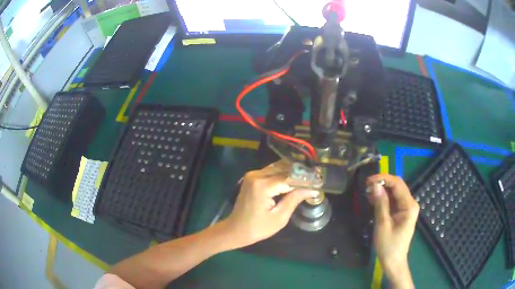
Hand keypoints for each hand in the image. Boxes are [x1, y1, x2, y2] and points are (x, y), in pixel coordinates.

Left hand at [220, 161, 317, 249]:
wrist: (235, 230)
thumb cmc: (257, 228)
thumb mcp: (279, 217)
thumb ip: (294, 199)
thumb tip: (312, 189)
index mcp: (262, 185)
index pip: (289, 177)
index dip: (305, 179)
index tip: (319, 181)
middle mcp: (256, 175)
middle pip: (283, 169)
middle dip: (300, 173)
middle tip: (315, 178)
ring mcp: (252, 175)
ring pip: (277, 168)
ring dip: (292, 172)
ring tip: (307, 178)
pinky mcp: (252, 177)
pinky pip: (271, 172)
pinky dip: (283, 174)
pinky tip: (294, 180)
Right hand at [367, 174, 418, 288]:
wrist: (393, 261)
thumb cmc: (389, 246)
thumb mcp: (383, 225)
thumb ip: (380, 204)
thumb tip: (374, 185)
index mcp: (409, 205)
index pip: (398, 184)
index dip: (383, 179)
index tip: (368, 180)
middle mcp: (410, 203)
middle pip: (397, 186)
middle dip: (382, 184)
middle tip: (366, 186)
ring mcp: (407, 208)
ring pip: (394, 193)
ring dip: (382, 191)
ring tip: (367, 193)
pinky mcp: (402, 213)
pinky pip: (393, 201)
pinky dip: (384, 199)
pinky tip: (374, 200)